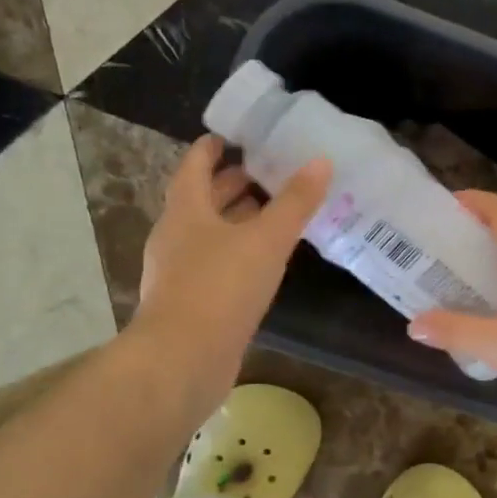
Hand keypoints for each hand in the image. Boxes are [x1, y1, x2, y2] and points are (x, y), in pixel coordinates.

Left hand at [132, 136, 329, 420]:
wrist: (183, 360)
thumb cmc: (221, 287)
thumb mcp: (266, 239)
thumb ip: (295, 202)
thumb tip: (320, 161)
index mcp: (186, 211)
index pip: (195, 166)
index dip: (213, 149)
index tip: (236, 137)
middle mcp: (176, 237)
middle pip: (202, 201)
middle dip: (232, 185)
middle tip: (266, 173)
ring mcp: (179, 272)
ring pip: (209, 235)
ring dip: (236, 221)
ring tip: (272, 216)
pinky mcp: (190, 303)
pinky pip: (215, 266)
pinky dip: (238, 255)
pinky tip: (264, 264)